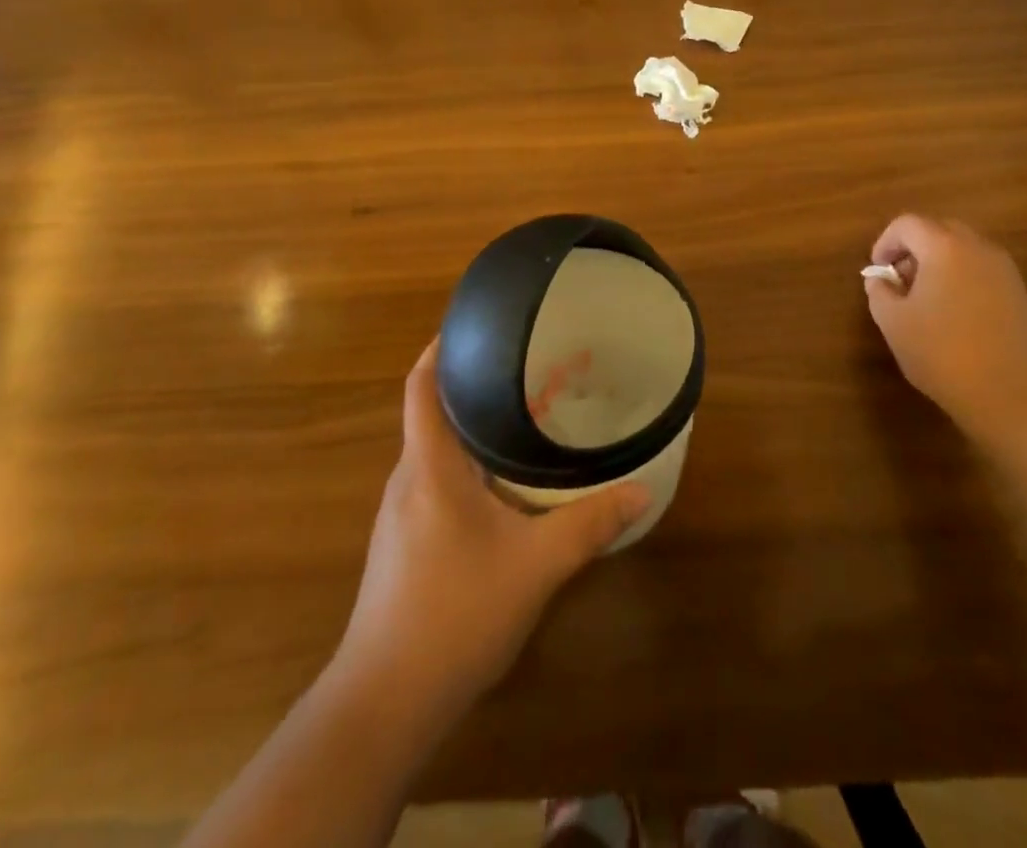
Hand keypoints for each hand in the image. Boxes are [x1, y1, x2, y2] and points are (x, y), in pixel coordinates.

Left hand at [333, 338, 647, 720]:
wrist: (385, 702)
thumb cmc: (455, 613)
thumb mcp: (536, 565)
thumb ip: (589, 524)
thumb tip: (641, 490)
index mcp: (429, 465)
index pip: (421, 385)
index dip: (441, 348)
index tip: (476, 324)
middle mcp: (407, 479)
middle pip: (432, 413)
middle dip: (473, 387)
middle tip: (525, 371)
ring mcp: (399, 515)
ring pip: (435, 452)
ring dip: (471, 431)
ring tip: (520, 420)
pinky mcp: (401, 545)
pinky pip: (434, 483)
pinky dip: (465, 468)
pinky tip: (501, 488)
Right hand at [865, 214, 1026, 434]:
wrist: (1010, 393)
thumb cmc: (942, 352)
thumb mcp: (893, 322)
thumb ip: (879, 291)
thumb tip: (880, 279)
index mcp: (943, 247)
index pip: (907, 224)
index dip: (885, 242)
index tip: (878, 270)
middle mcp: (977, 247)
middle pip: (938, 230)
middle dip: (913, 248)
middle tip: (899, 280)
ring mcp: (1003, 269)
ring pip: (962, 249)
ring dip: (938, 263)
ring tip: (925, 299)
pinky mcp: (1018, 292)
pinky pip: (981, 269)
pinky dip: (961, 277)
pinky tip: (953, 313)